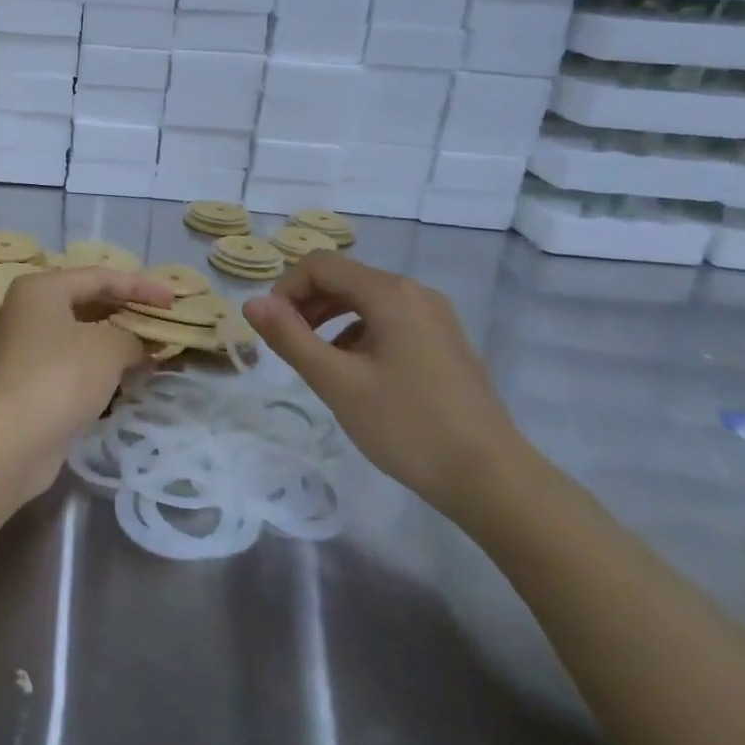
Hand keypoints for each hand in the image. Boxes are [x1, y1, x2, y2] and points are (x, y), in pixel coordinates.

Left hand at [0, 267, 174, 495]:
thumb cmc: (61, 376)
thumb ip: (132, 338)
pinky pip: (76, 359)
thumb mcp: (108, 348)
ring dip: (118, 339)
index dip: (140, 286)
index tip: (173, 300)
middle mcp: (30, 310)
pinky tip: (131, 373)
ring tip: (155, 347)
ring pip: (82, 333)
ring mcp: (29, 346)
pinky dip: (103, 363)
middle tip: (164, 321)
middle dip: (128, 311)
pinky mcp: (33, 379)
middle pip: (88, 301)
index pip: (100, 277)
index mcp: (42, 288)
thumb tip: (140, 345)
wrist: (12, 439)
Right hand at [242, 254, 528, 516]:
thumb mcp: (337, 382)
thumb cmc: (407, 426)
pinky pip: (388, 320)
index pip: (321, 265)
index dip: (286, 289)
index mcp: (390, 293)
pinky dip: (358, 334)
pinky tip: (354, 374)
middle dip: (306, 304)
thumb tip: (252, 302)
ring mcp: (435, 317)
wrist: (492, 479)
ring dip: (329, 319)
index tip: (272, 329)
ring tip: (315, 361)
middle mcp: (415, 293)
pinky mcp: (444, 342)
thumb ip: (290, 337)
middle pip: (344, 278)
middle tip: (287, 346)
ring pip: (366, 300)